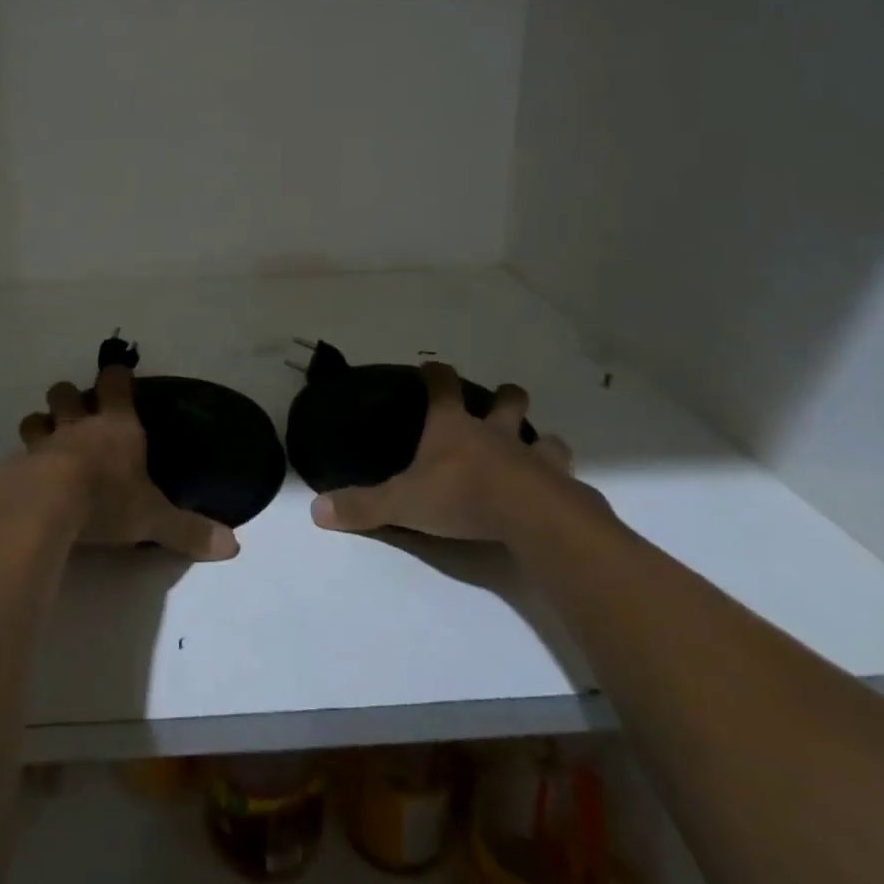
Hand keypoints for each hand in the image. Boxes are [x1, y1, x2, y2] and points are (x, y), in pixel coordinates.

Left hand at [18, 365, 239, 560]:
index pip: (115, 383)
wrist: (46, 506)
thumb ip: (189, 530)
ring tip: (46, 442)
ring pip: (36, 418)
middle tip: (76, 414)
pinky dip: (22, 462)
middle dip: (69, 398)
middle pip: (66, 392)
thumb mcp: (154, 518)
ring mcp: (44, 442)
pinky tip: (26, 479)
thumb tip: (233, 547)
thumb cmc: (107, 500)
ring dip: (40, 425)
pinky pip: (17, 455)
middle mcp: (79, 425)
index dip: (116, 377)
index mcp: (116, 426)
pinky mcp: (16, 465)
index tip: (118, 376)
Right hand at [310, 362, 601, 540]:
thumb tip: (316, 510)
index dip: (436, 373)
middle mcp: (496, 433)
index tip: (431, 366)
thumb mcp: (403, 503)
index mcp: (454, 428)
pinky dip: (562, 484)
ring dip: (542, 442)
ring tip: (537, 455)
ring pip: (546, 438)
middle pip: (507, 400)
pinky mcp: (563, 486)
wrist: (531, 518)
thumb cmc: (462, 497)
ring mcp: (535, 457)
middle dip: (506, 398)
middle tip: (501, 404)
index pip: (442, 386)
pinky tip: (558, 496)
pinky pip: (567, 479)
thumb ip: (363, 506)